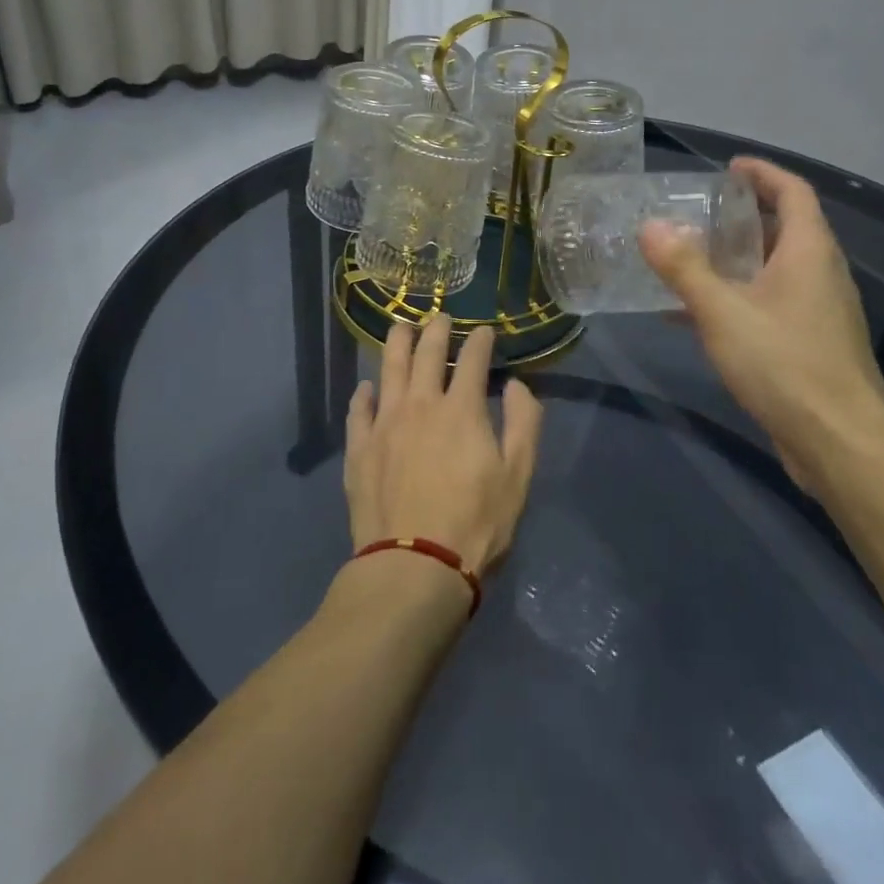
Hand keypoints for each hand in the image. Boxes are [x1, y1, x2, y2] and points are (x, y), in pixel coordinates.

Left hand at [344, 318, 544, 578]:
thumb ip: (524, 423)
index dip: (481, 340)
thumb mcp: (518, 476)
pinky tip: (367, 387)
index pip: (473, 359)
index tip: (485, 330)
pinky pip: (358, 410)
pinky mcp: (359, 449)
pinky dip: (364, 393)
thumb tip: (517, 385)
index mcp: (462, 409)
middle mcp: (421, 404)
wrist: (414, 567)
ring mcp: (385, 424)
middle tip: (441, 317)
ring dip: (397, 344)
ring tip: (401, 328)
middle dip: (437, 330)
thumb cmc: (476, 523)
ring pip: (389, 369)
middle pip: (427, 354)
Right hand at [639, 157, 883, 488]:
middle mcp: (820, 274)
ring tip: (688, 257)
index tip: (729, 167)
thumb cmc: (784, 364)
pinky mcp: (809, 344)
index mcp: (808, 252)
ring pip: (774, 269)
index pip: (793, 192)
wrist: (839, 443)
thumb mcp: (722, 311)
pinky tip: (694, 316)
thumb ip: (684, 268)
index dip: (763, 173)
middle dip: (742, 216)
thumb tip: (650, 225)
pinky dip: (735, 297)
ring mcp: (818, 311)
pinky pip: (768, 304)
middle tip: (697, 212)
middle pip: (784, 229)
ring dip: (735, 259)